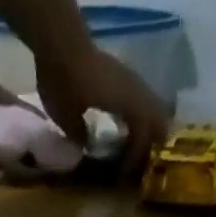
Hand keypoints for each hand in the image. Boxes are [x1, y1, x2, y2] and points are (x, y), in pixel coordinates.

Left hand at [34, 43, 170, 170]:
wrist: (60, 41)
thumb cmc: (64, 83)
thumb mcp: (67, 119)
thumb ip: (81, 135)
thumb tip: (88, 146)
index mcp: (127, 103)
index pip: (142, 134)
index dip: (135, 157)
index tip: (123, 175)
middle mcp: (135, 89)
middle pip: (156, 117)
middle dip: (150, 142)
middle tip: (139, 163)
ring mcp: (129, 78)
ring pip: (150, 105)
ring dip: (146, 127)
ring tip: (135, 147)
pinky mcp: (120, 73)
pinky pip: (138, 98)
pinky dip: (138, 115)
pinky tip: (125, 126)